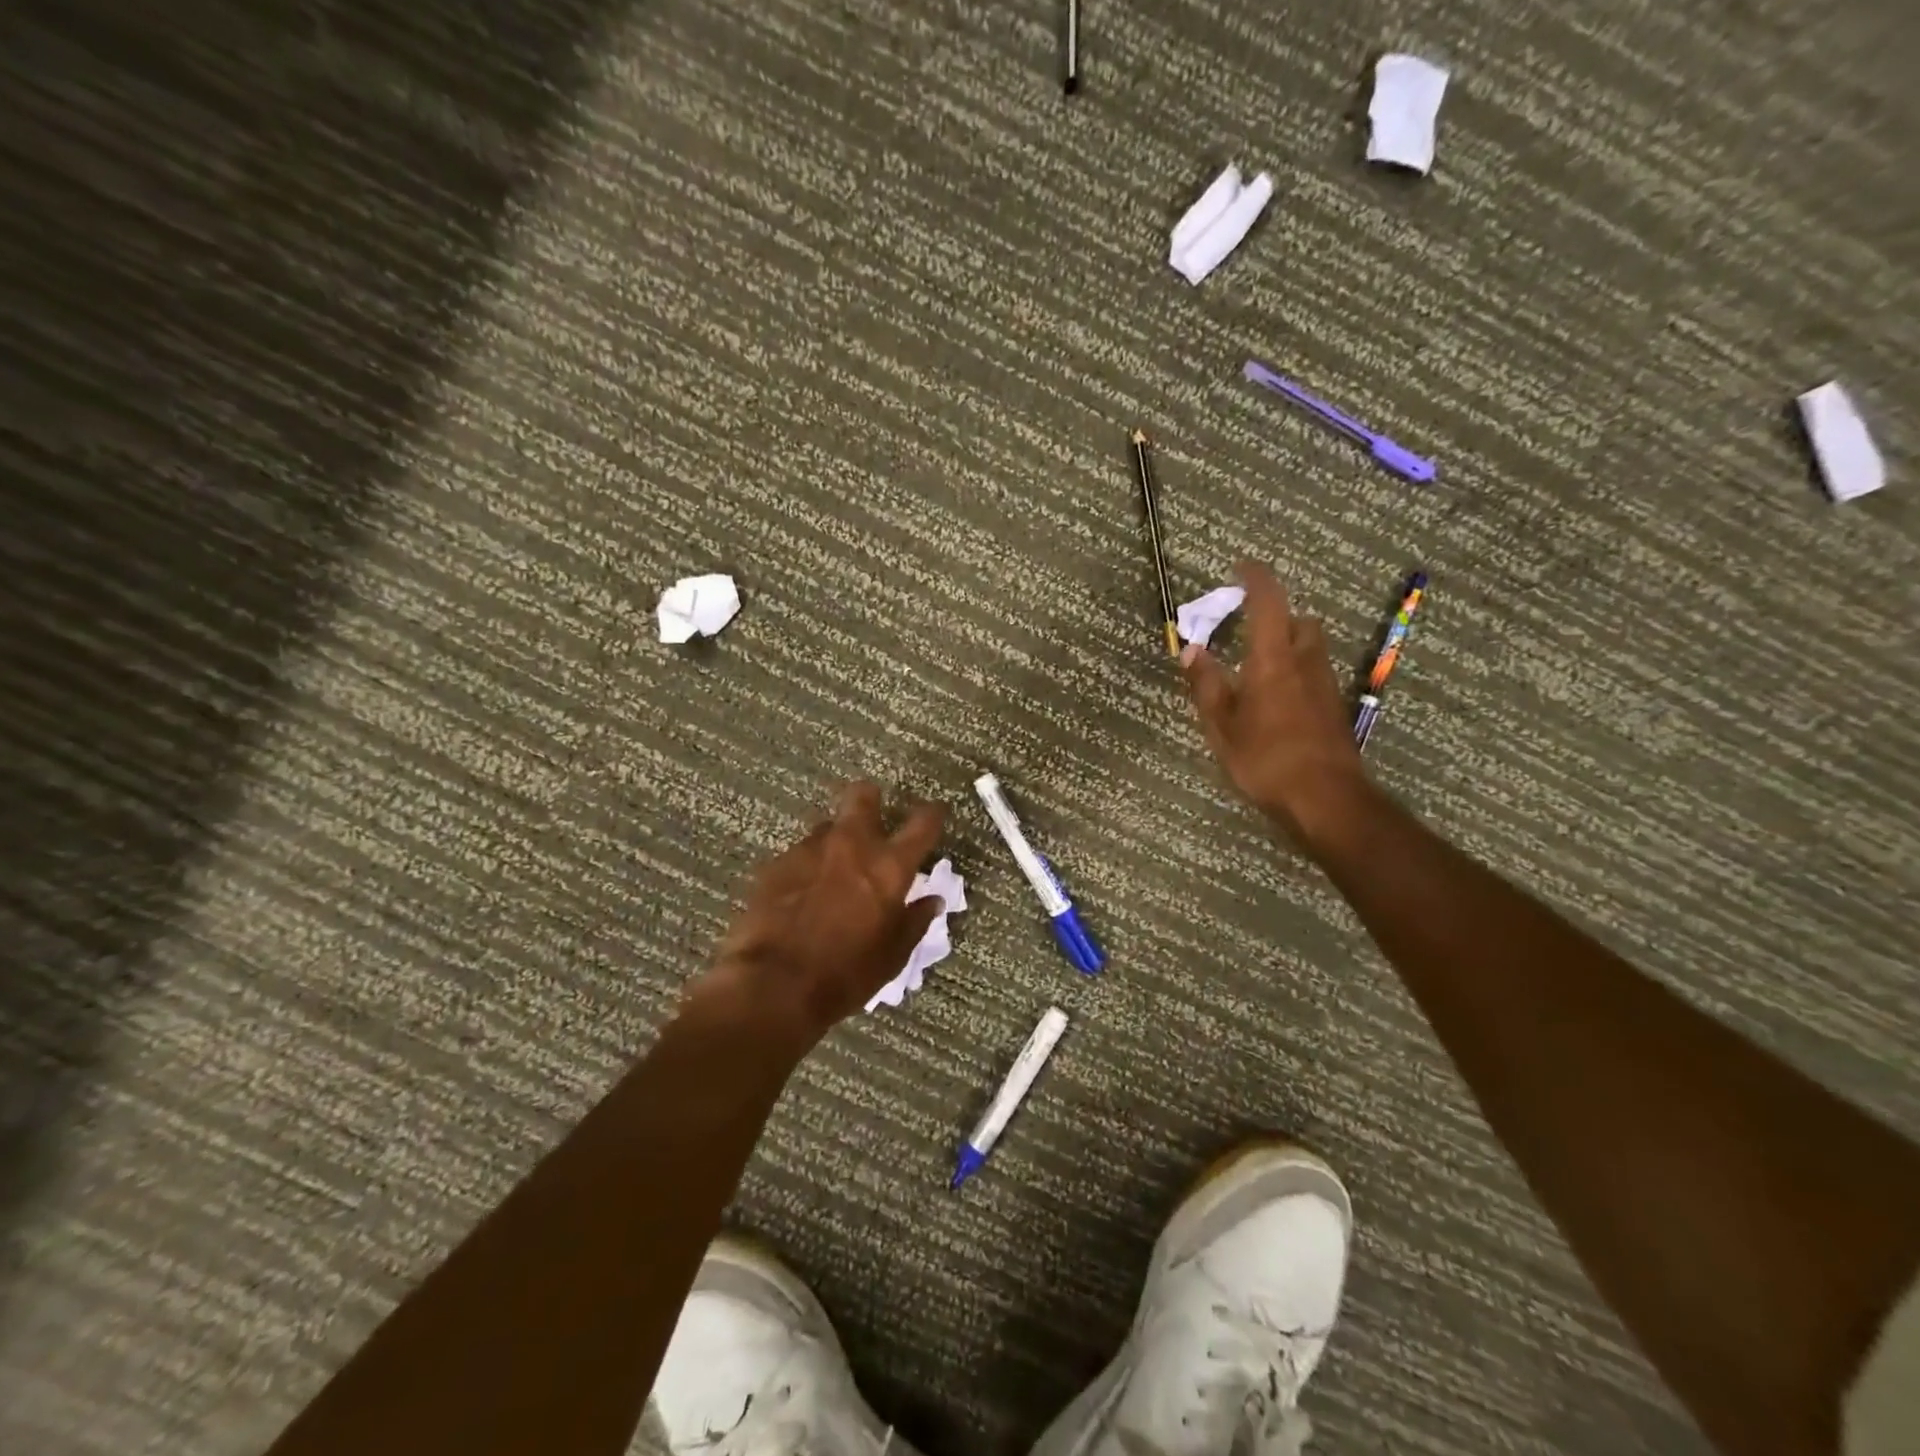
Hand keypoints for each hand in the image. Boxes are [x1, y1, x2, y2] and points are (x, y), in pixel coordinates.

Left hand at [688, 783, 946, 1051]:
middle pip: (863, 796)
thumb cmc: (846, 974)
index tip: (933, 813)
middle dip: (870, 799)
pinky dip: (807, 867)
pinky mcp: (776, 864)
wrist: (775, 985)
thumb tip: (932, 901)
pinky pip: (799, 854)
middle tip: (872, 817)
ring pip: (828, 826)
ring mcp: (809, 850)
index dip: (931, 815)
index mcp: (889, 867)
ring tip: (832, 870)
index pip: (922, 824)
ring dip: (836, 841)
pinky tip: (801, 893)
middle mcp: (851, 845)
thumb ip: (914, 921)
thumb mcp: (892, 955)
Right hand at [1182, 561, 1369, 849]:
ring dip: (1289, 644)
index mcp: (1273, 660)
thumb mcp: (1221, 725)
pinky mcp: (1334, 708)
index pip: (1269, 602)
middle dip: (1277, 616)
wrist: (1326, 799)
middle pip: (1300, 621)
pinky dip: (1296, 672)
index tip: (1240, 567)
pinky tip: (1276, 701)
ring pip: (1311, 648)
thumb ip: (1206, 684)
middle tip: (1249, 629)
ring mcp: (1325, 685)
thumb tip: (1192, 649)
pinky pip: (1314, 674)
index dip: (1256, 578)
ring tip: (1259, 667)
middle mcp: (1305, 663)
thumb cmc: (1266, 759)